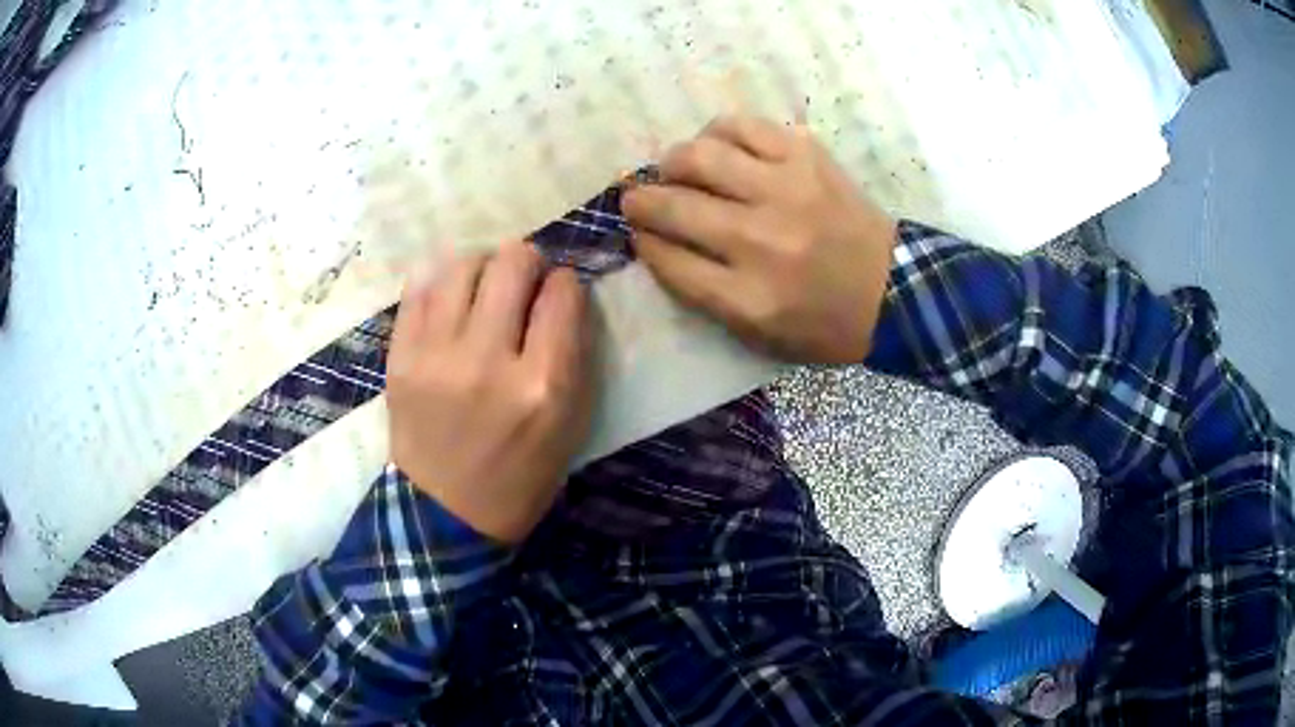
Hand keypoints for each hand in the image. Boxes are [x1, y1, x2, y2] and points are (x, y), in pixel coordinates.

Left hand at [385, 242, 593, 543]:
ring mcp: (436, 357)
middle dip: (528, 261)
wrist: (445, 514)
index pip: (563, 293)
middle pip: (513, 263)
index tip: (559, 293)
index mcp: (543, 386)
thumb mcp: (570, 426)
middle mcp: (489, 362)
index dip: (567, 283)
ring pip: (463, 265)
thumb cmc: (520, 477)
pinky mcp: (400, 359)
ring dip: (482, 265)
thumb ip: (575, 355)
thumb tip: (563, 293)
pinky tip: (450, 296)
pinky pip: (419, 288)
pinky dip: (441, 280)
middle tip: (524, 280)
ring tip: (484, 287)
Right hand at [621, 115, 897, 363]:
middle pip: (674, 205)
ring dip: (672, 162)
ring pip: (700, 156)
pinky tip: (718, 149)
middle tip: (637, 198)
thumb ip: (704, 295)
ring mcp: (786, 191)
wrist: (892, 291)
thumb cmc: (823, 323)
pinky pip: (742, 127)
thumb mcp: (759, 336)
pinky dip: (717, 134)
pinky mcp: (806, 157)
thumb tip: (657, 242)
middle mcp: (762, 240)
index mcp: (749, 298)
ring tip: (676, 170)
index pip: (668, 259)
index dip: (643, 242)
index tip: (638, 233)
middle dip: (640, 201)